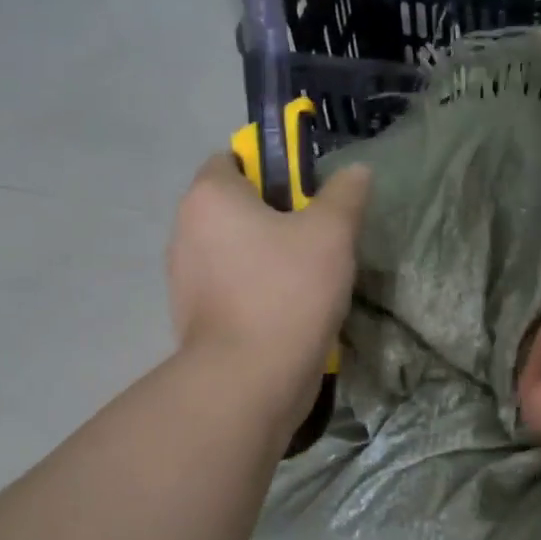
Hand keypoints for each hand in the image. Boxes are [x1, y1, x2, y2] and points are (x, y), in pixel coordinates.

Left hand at [167, 153, 371, 427]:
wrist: (250, 379)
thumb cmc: (288, 292)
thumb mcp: (332, 234)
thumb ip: (345, 196)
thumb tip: (357, 171)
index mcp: (209, 198)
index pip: (232, 160)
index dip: (271, 170)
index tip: (307, 197)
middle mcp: (185, 230)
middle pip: (234, 208)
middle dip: (273, 218)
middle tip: (317, 239)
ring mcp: (184, 278)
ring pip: (233, 252)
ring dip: (265, 258)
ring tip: (308, 280)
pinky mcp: (193, 318)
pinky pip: (230, 289)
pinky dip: (254, 292)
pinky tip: (288, 312)